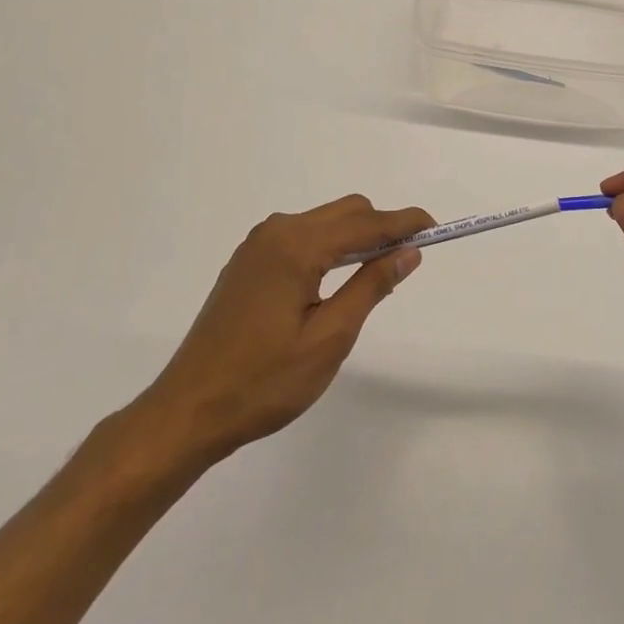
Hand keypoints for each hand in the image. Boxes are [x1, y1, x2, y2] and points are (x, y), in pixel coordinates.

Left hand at [131, 195, 432, 470]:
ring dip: (356, 237)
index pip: (365, 222)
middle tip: (409, 259)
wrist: (187, 412)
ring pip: (323, 222)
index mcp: (296, 246)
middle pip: (345, 212)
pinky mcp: (247, 263)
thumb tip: (408, 251)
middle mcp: (276, 232)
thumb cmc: (264, 381)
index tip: (436, 228)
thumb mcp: (330, 337)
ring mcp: (257, 246)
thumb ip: (371, 286)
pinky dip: (330, 247)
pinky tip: (337, 280)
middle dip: (382, 227)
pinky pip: (301, 238)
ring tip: (378, 275)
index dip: (404, 223)